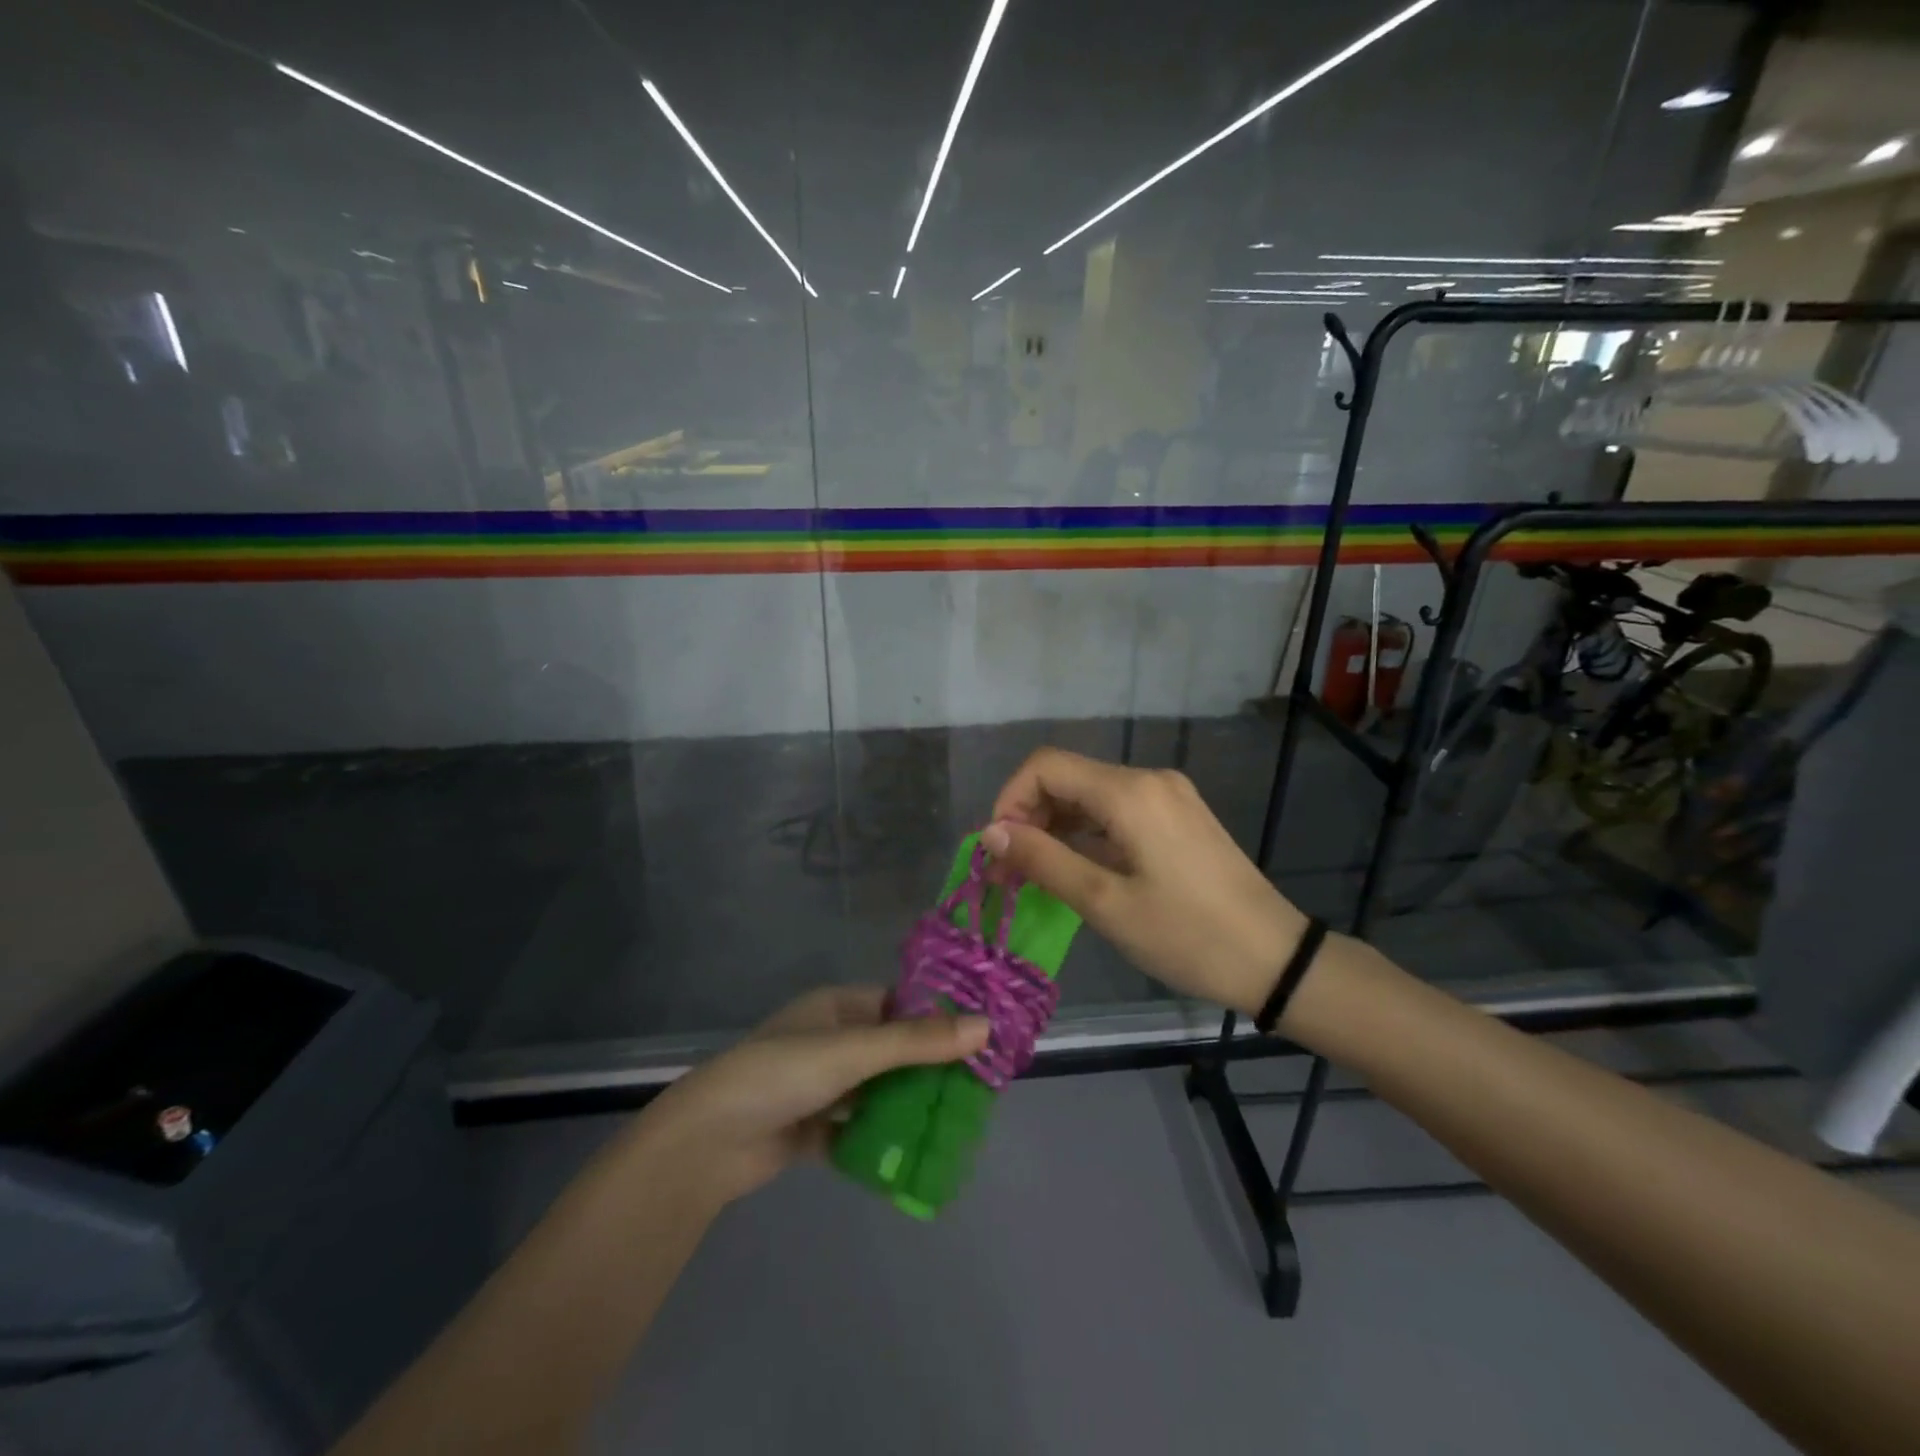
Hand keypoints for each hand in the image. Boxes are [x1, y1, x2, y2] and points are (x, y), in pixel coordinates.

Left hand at [638, 986, 988, 1203]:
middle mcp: (830, 1040)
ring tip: (960, 1119)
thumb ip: (918, 1042)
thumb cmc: (781, 1075)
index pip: (899, 1002)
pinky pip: (859, 1127)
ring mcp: (821, 1086)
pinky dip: (883, 1138)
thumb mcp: (853, 1051)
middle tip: (980, 1085)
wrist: (707, 1143)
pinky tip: (919, 1153)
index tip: (981, 1035)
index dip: (938, 1015)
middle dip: (929, 1066)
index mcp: (836, 1007)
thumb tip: (985, 1026)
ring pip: (877, 1090)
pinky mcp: (813, 1128)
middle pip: (892, 1048)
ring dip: (908, 1103)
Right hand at [981, 748, 1307, 1015]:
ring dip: (1055, 828)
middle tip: (1008, 873)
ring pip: (1090, 796)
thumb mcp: (1104, 902)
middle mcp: (1148, 779)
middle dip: (1028, 818)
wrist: (1277, 959)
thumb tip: (989, 832)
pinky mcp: (1178, 816)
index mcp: (1129, 792)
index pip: (1045, 767)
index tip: (996, 851)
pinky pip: (1117, 812)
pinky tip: (1075, 870)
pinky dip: (1086, 834)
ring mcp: (1167, 796)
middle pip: (1067, 778)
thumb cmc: (1187, 935)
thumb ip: (1043, 860)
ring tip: (1034, 877)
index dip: (1009, 800)